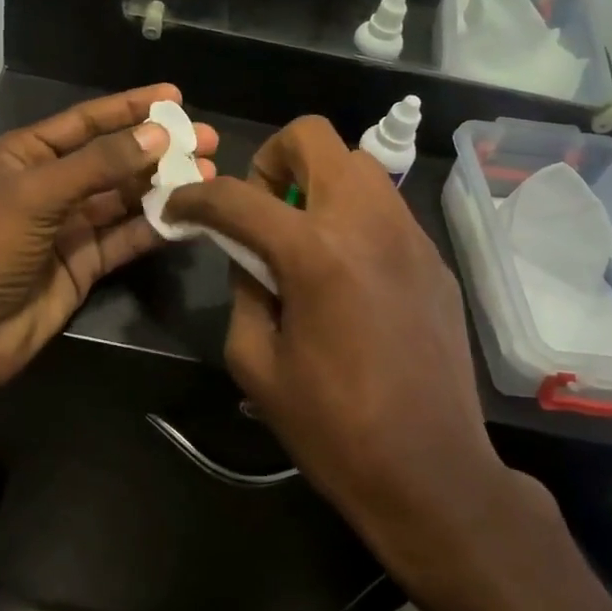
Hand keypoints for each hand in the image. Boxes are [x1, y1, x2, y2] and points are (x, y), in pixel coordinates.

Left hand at [0, 85, 217, 394]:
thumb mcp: (36, 195)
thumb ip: (99, 164)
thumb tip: (157, 135)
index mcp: (27, 155)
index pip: (87, 121)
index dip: (131, 107)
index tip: (175, 96)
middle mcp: (51, 184)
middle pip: (114, 158)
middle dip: (158, 149)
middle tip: (207, 140)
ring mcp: (70, 225)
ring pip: (125, 197)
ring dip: (164, 186)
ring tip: (208, 174)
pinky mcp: (86, 262)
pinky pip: (127, 236)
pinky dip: (157, 226)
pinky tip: (191, 215)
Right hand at [164, 117, 550, 571]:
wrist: (432, 473)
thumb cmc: (333, 428)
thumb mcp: (256, 362)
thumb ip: (243, 289)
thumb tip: (248, 254)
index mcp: (314, 253)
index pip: (237, 197)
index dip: (194, 198)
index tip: (177, 209)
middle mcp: (366, 224)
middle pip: (312, 137)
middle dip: (271, 160)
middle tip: (260, 209)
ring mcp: (409, 235)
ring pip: (355, 163)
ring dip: (317, 181)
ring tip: (303, 236)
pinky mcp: (434, 257)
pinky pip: (384, 206)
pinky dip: (351, 215)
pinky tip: (346, 270)